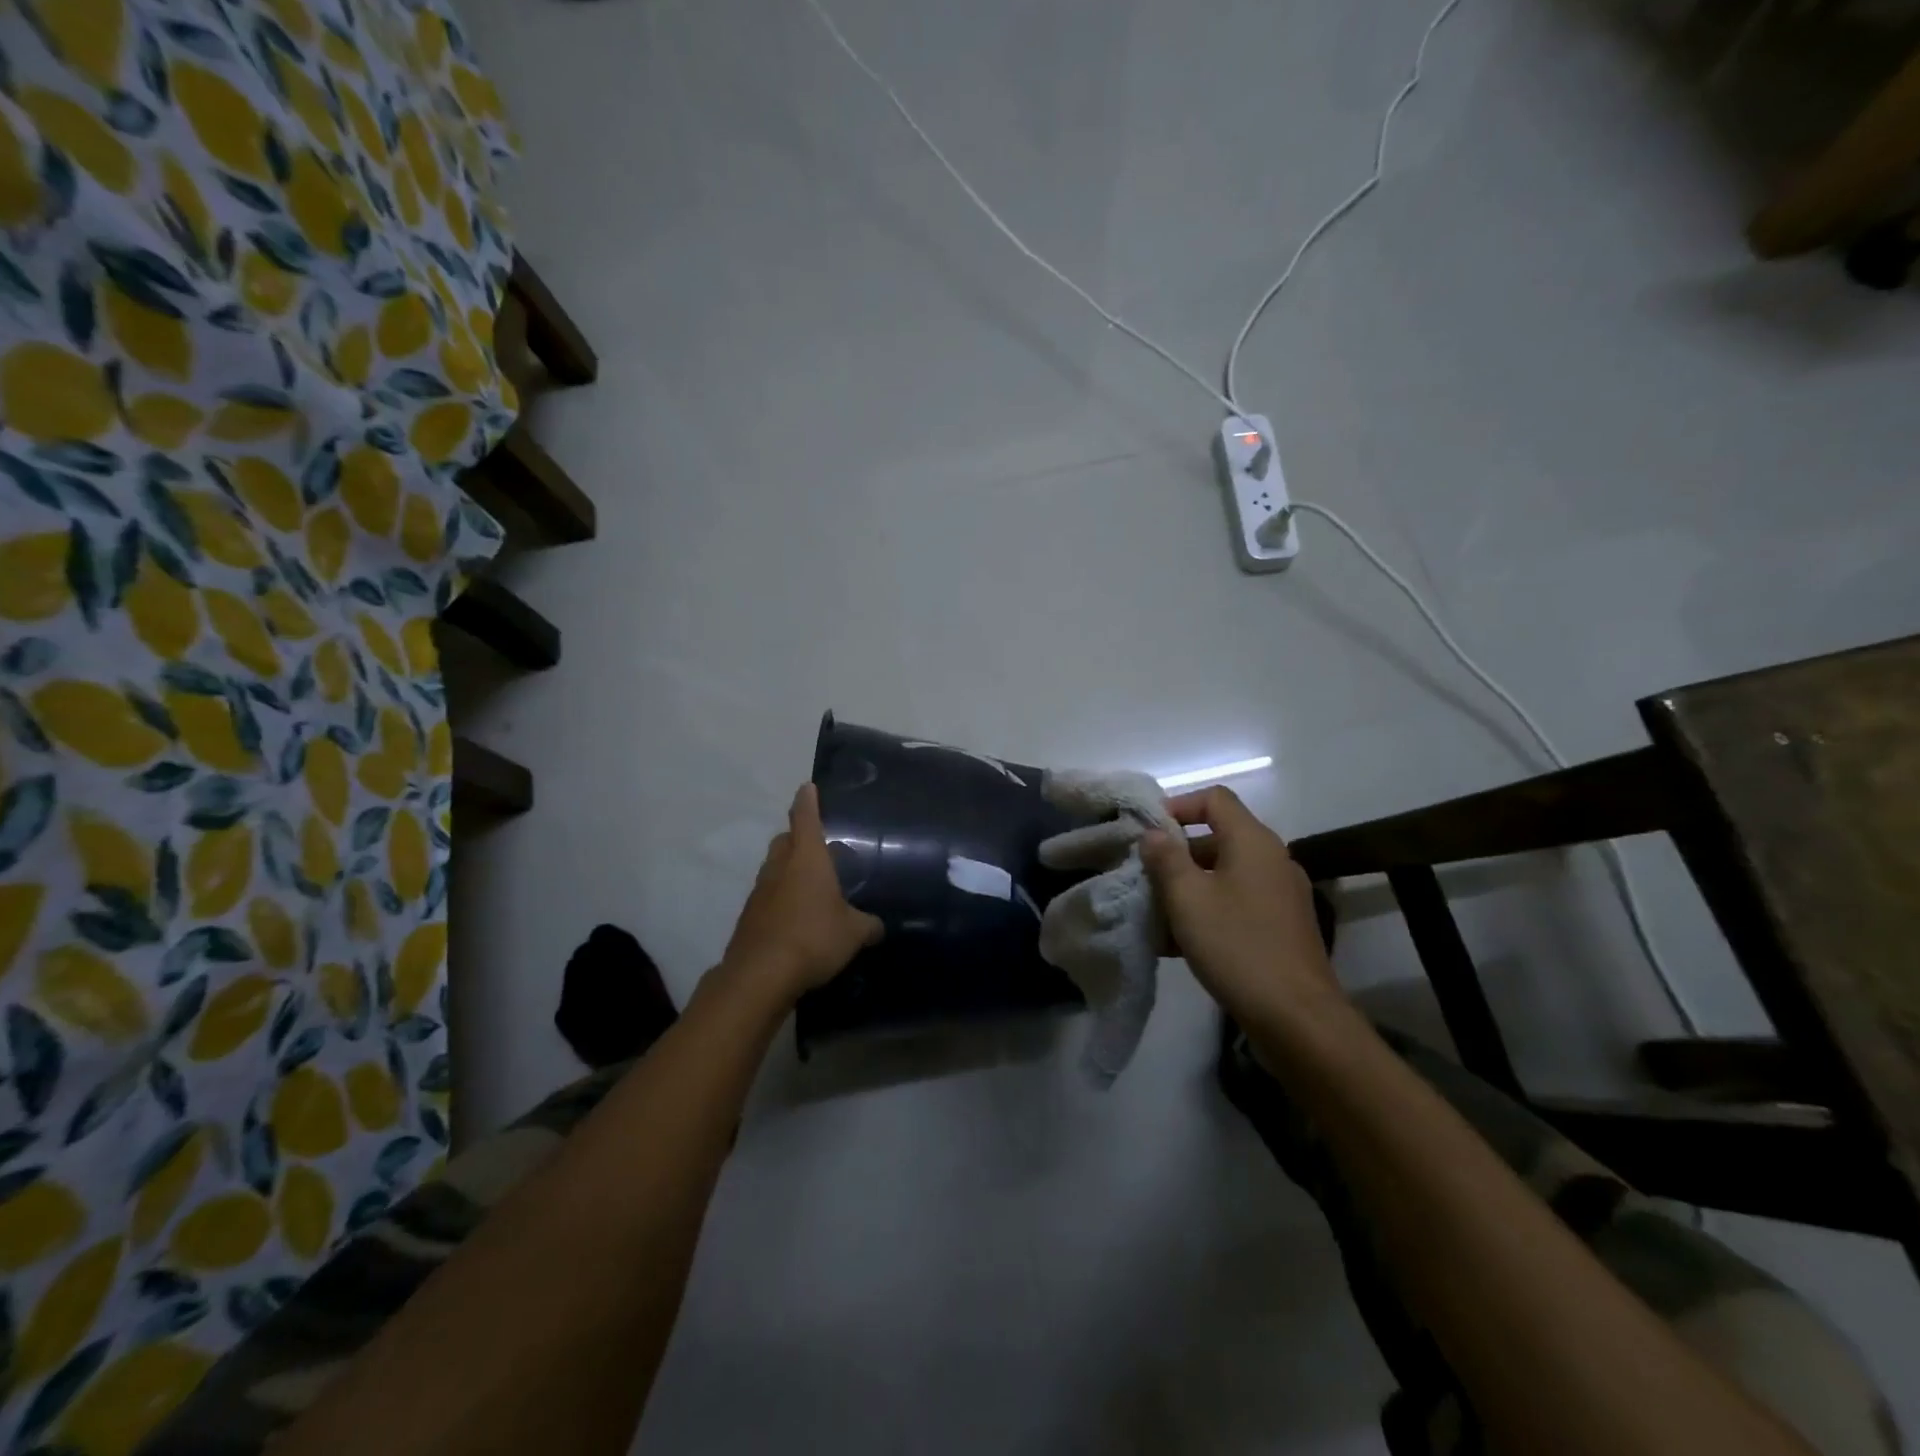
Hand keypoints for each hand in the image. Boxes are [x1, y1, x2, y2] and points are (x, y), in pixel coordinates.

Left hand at [719, 784, 882, 1003]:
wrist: (760, 975)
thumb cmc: (813, 938)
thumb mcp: (853, 932)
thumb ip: (868, 925)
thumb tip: (878, 926)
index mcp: (807, 858)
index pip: (805, 817)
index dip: (808, 801)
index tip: (808, 787)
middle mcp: (780, 867)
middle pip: (785, 840)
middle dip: (797, 836)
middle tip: (817, 844)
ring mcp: (760, 892)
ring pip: (774, 868)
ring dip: (788, 868)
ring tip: (810, 884)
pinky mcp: (749, 917)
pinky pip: (768, 896)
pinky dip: (780, 898)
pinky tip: (796, 917)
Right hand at [1139, 787, 1340, 1025]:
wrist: (1297, 1018)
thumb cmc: (1237, 946)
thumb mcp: (1188, 898)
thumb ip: (1166, 859)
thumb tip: (1154, 834)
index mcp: (1253, 841)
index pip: (1214, 799)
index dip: (1178, 806)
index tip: (1148, 833)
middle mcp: (1272, 859)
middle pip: (1218, 838)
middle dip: (1177, 854)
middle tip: (1144, 877)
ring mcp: (1281, 895)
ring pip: (1224, 875)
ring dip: (1188, 887)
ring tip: (1155, 913)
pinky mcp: (1282, 926)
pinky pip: (1237, 903)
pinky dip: (1208, 911)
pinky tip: (1179, 942)